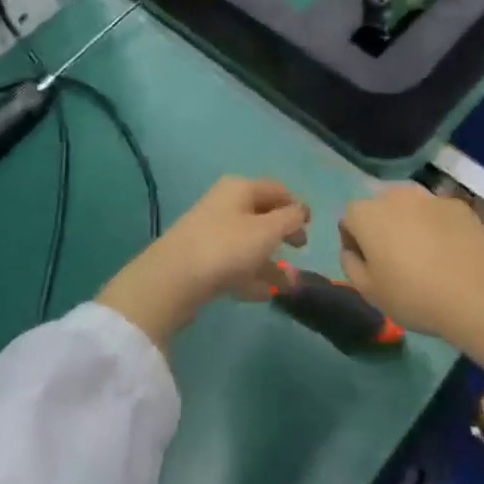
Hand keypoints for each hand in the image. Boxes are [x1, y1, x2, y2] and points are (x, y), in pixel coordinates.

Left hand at [97, 176, 309, 351]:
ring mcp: (210, 232)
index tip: (311, 226)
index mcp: (240, 188)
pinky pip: (233, 263)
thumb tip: (301, 211)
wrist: (172, 280)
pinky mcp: (200, 260)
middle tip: (300, 250)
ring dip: (270, 261)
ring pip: (248, 242)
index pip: (276, 189)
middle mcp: (224, 204)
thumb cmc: (226, 247)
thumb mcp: (267, 231)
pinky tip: (263, 294)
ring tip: (289, 284)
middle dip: (283, 233)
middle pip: (261, 215)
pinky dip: (250, 275)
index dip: (295, 205)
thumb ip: (290, 220)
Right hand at [338, 185, 483, 341]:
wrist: (475, 292)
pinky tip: (450, 253)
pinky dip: (438, 227)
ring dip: (410, 224)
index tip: (369, 266)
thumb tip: (351, 250)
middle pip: (379, 208)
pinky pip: (438, 214)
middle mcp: (394, 196)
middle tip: (396, 261)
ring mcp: (428, 197)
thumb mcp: (369, 292)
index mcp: (367, 214)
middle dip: (382, 228)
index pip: (349, 219)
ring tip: (426, 256)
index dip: (355, 242)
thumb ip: (350, 265)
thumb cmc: (413, 295)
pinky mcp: (456, 205)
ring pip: (410, 208)